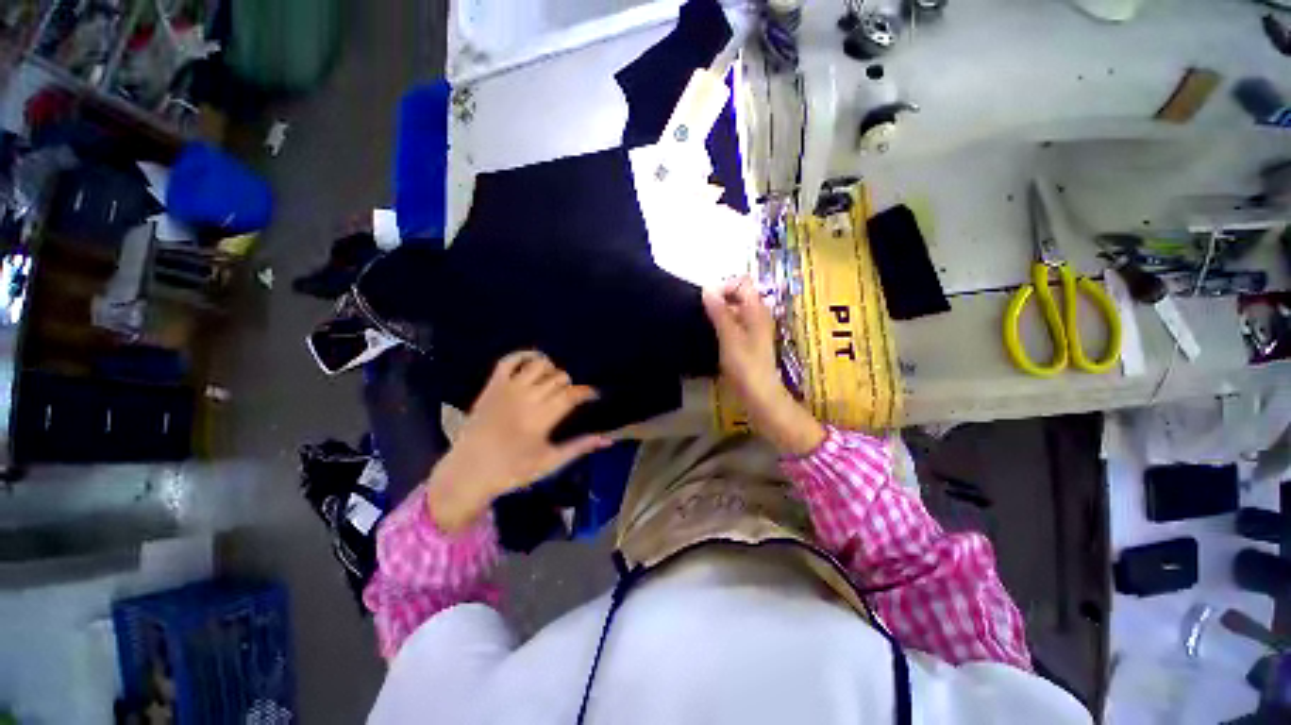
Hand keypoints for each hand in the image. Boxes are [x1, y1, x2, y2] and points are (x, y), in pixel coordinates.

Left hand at [426, 351, 610, 531]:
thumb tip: (608, 440)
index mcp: (542, 418)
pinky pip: (509, 360)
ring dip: (551, 369)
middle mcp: (527, 397)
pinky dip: (523, 355)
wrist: (468, 472)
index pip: (572, 394)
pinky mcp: (492, 386)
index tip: (594, 395)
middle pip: (559, 378)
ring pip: (539, 365)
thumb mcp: (550, 462)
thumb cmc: (512, 471)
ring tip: (552, 381)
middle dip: (569, 384)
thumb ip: (579, 447)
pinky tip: (534, 360)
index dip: (587, 392)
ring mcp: (508, 389)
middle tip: (568, 396)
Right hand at [703, 277, 824, 455]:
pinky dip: (723, 323)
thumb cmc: (745, 365)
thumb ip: (719, 311)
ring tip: (704, 323)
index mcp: (757, 309)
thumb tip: (707, 288)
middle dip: (720, 298)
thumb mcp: (729, 336)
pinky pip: (735, 323)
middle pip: (739, 294)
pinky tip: (712, 335)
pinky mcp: (749, 341)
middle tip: (703, 312)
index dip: (724, 286)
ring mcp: (755, 328)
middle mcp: (758, 315)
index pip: (742, 282)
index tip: (707, 301)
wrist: (760, 395)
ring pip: (735, 309)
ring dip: (720, 312)